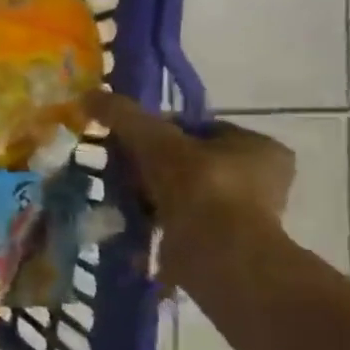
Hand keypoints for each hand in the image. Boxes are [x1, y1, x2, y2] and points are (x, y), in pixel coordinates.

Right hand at [85, 90, 295, 279]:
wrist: (216, 254)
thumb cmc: (198, 186)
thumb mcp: (154, 139)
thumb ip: (123, 115)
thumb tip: (89, 95)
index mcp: (260, 147)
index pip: (199, 128)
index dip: (160, 130)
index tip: (127, 139)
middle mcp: (260, 180)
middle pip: (188, 160)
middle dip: (150, 164)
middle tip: (118, 167)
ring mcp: (243, 215)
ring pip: (181, 192)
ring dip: (149, 193)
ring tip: (117, 194)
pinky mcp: (223, 244)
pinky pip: (178, 220)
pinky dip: (154, 218)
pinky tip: (128, 218)